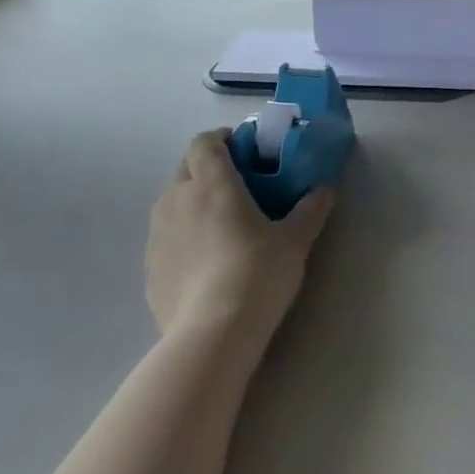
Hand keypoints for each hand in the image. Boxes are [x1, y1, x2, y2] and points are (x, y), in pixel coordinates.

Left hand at [145, 129, 336, 342]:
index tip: (243, 149)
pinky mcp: (149, 266)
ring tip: (218, 222)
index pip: (205, 142)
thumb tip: (325, 189)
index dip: (221, 139)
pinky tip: (202, 260)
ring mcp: (157, 233)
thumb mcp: (294, 242)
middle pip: (186, 167)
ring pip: (171, 201)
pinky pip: (165, 236)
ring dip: (191, 199)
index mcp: (212, 183)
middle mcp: (177, 199)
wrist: (212, 334)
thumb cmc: (257, 275)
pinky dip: (181, 234)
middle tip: (236, 184)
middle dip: (207, 167)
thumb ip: (310, 210)